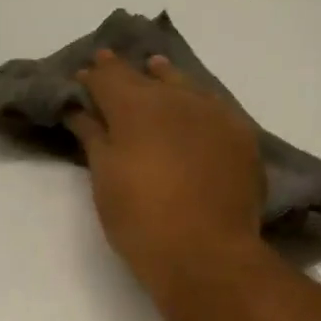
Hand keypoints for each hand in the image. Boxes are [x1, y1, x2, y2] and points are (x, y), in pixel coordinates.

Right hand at [65, 50, 264, 293]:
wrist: (205, 253)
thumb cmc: (140, 220)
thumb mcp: (105, 179)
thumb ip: (93, 138)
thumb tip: (79, 110)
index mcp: (135, 107)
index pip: (109, 77)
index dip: (94, 76)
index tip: (84, 77)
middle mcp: (176, 98)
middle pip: (146, 75)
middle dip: (126, 72)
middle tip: (112, 67)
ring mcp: (214, 113)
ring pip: (184, 84)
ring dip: (165, 77)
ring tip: (156, 71)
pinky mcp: (241, 135)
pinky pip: (213, 105)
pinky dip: (196, 101)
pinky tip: (194, 108)